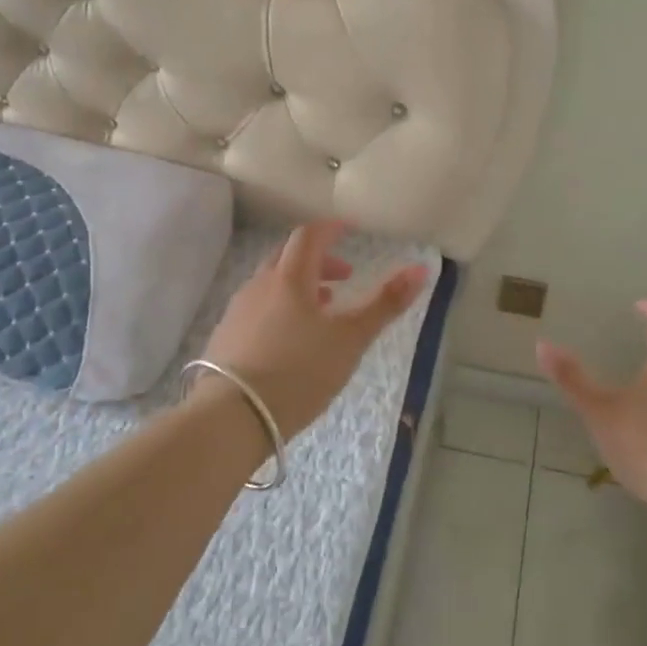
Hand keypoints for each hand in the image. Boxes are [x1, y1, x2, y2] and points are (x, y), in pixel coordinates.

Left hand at [199, 220, 428, 439]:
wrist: (231, 416)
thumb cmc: (299, 372)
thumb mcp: (351, 339)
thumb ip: (385, 304)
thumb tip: (421, 268)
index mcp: (290, 278)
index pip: (309, 236)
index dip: (331, 229)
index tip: (350, 229)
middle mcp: (259, 285)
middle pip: (288, 256)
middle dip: (318, 259)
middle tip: (345, 276)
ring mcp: (238, 311)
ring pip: (271, 284)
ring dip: (300, 287)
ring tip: (323, 311)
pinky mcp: (226, 337)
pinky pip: (258, 308)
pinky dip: (280, 308)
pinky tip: (291, 339)